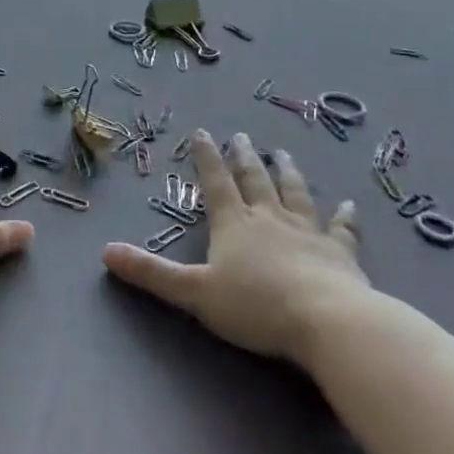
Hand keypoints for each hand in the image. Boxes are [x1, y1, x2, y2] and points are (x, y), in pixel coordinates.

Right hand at [102, 130, 369, 364]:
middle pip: (255, 180)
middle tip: (242, 137)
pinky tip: (348, 204)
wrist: (327, 321)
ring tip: (282, 154)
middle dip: (245, 158)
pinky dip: (344, 216)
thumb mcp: (194, 292)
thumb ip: (152, 273)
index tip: (202, 132)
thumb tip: (106, 251)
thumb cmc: (256, 306)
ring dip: (287, 173)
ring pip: (295, 194)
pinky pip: (342, 228)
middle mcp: (270, 218)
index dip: (206, 157)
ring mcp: (308, 232)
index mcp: (234, 224)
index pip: (216, 182)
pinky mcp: (341, 253)